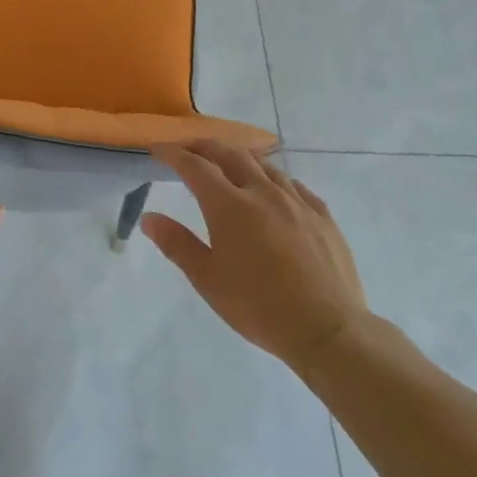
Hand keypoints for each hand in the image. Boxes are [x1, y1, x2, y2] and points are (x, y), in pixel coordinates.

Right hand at [141, 142, 366, 374]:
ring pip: (265, 165)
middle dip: (205, 146)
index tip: (158, 149)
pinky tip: (275, 189)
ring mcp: (297, 202)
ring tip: (229, 162)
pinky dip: (275, 178)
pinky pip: (295, 185)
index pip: (195, 167)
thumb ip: (176, 243)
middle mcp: (263, 193)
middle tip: (189, 148)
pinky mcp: (323, 217)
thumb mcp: (207, 279)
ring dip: (240, 157)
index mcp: (229, 206)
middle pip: (230, 154)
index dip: (174, 154)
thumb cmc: (258, 306)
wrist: (327, 330)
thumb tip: (149, 218)